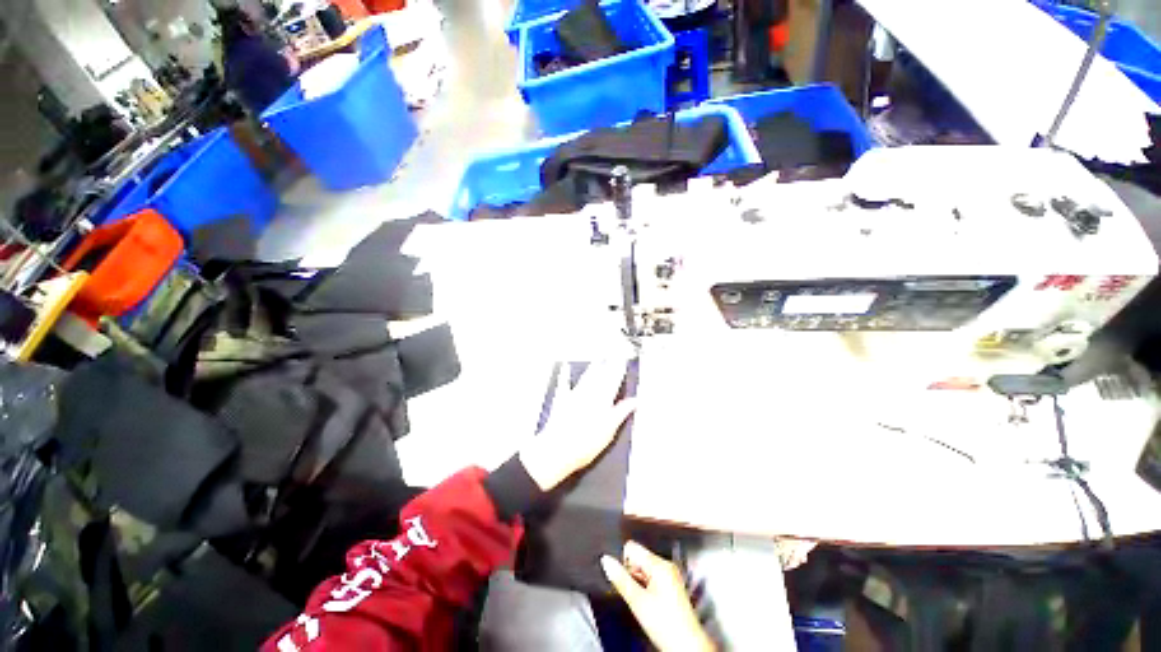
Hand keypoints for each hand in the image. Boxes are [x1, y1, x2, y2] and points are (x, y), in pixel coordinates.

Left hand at [518, 361, 635, 491]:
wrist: (558, 449)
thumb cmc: (584, 444)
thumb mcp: (609, 431)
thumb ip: (621, 413)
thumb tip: (634, 401)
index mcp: (603, 401)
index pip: (614, 380)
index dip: (619, 369)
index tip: (624, 359)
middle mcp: (589, 394)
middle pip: (601, 376)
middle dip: (608, 364)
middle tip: (613, 354)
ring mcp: (574, 395)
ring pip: (586, 377)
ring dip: (593, 367)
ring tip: (598, 358)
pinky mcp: (561, 400)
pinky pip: (564, 383)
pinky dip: (564, 374)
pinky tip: (564, 367)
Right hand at [602, 541, 714, 651]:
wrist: (687, 646)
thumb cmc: (665, 625)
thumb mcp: (637, 601)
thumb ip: (620, 579)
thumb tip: (605, 560)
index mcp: (659, 564)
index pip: (632, 547)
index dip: (623, 562)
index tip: (625, 580)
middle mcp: (666, 565)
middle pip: (638, 558)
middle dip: (631, 573)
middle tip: (635, 595)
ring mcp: (670, 576)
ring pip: (644, 569)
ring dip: (638, 582)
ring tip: (643, 602)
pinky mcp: (671, 586)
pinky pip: (652, 578)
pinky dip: (646, 588)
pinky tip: (649, 604)